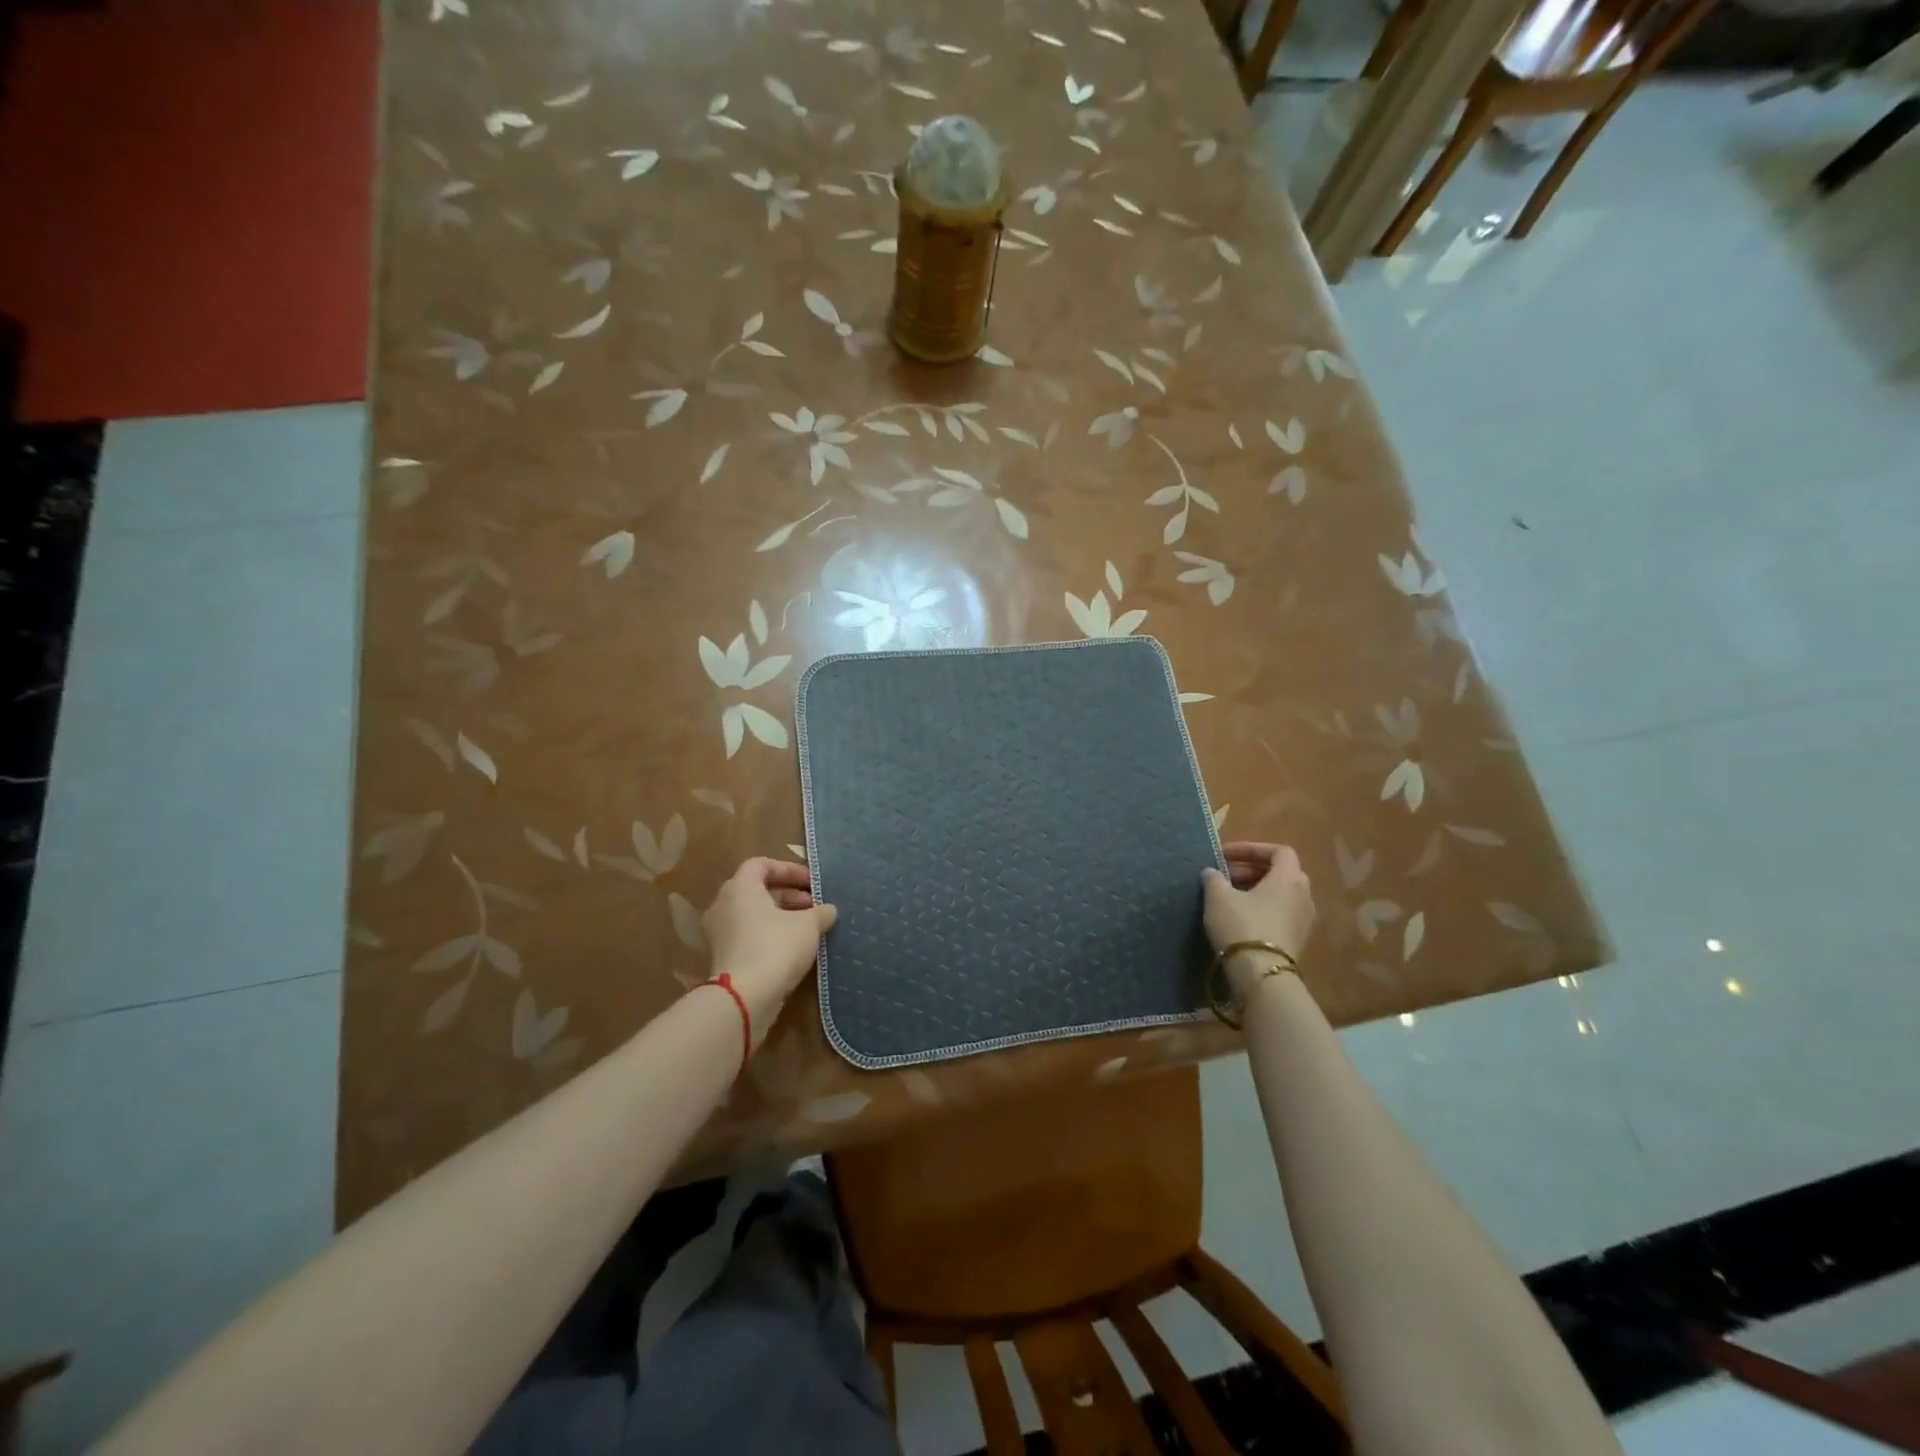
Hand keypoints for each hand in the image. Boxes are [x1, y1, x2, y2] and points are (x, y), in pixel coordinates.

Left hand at [702, 858, 836, 1042]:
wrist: (744, 998)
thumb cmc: (776, 947)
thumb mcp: (809, 925)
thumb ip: (820, 912)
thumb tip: (828, 910)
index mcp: (740, 888)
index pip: (761, 864)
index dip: (788, 869)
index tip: (811, 883)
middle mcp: (723, 905)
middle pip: (757, 890)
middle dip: (789, 895)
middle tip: (814, 906)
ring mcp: (720, 933)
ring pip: (753, 915)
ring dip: (781, 916)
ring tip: (809, 928)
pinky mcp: (722, 958)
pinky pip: (748, 936)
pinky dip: (769, 935)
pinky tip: (794, 949)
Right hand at [1201, 843, 1314, 996]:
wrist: (1261, 976)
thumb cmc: (1242, 926)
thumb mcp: (1218, 897)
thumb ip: (1214, 878)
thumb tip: (1212, 872)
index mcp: (1289, 878)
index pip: (1279, 851)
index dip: (1251, 848)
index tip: (1225, 855)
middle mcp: (1304, 896)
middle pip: (1281, 872)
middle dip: (1251, 869)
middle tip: (1224, 875)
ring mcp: (1304, 920)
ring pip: (1281, 894)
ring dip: (1256, 890)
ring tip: (1228, 896)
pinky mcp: (1298, 940)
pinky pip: (1281, 913)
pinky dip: (1262, 908)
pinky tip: (1239, 918)